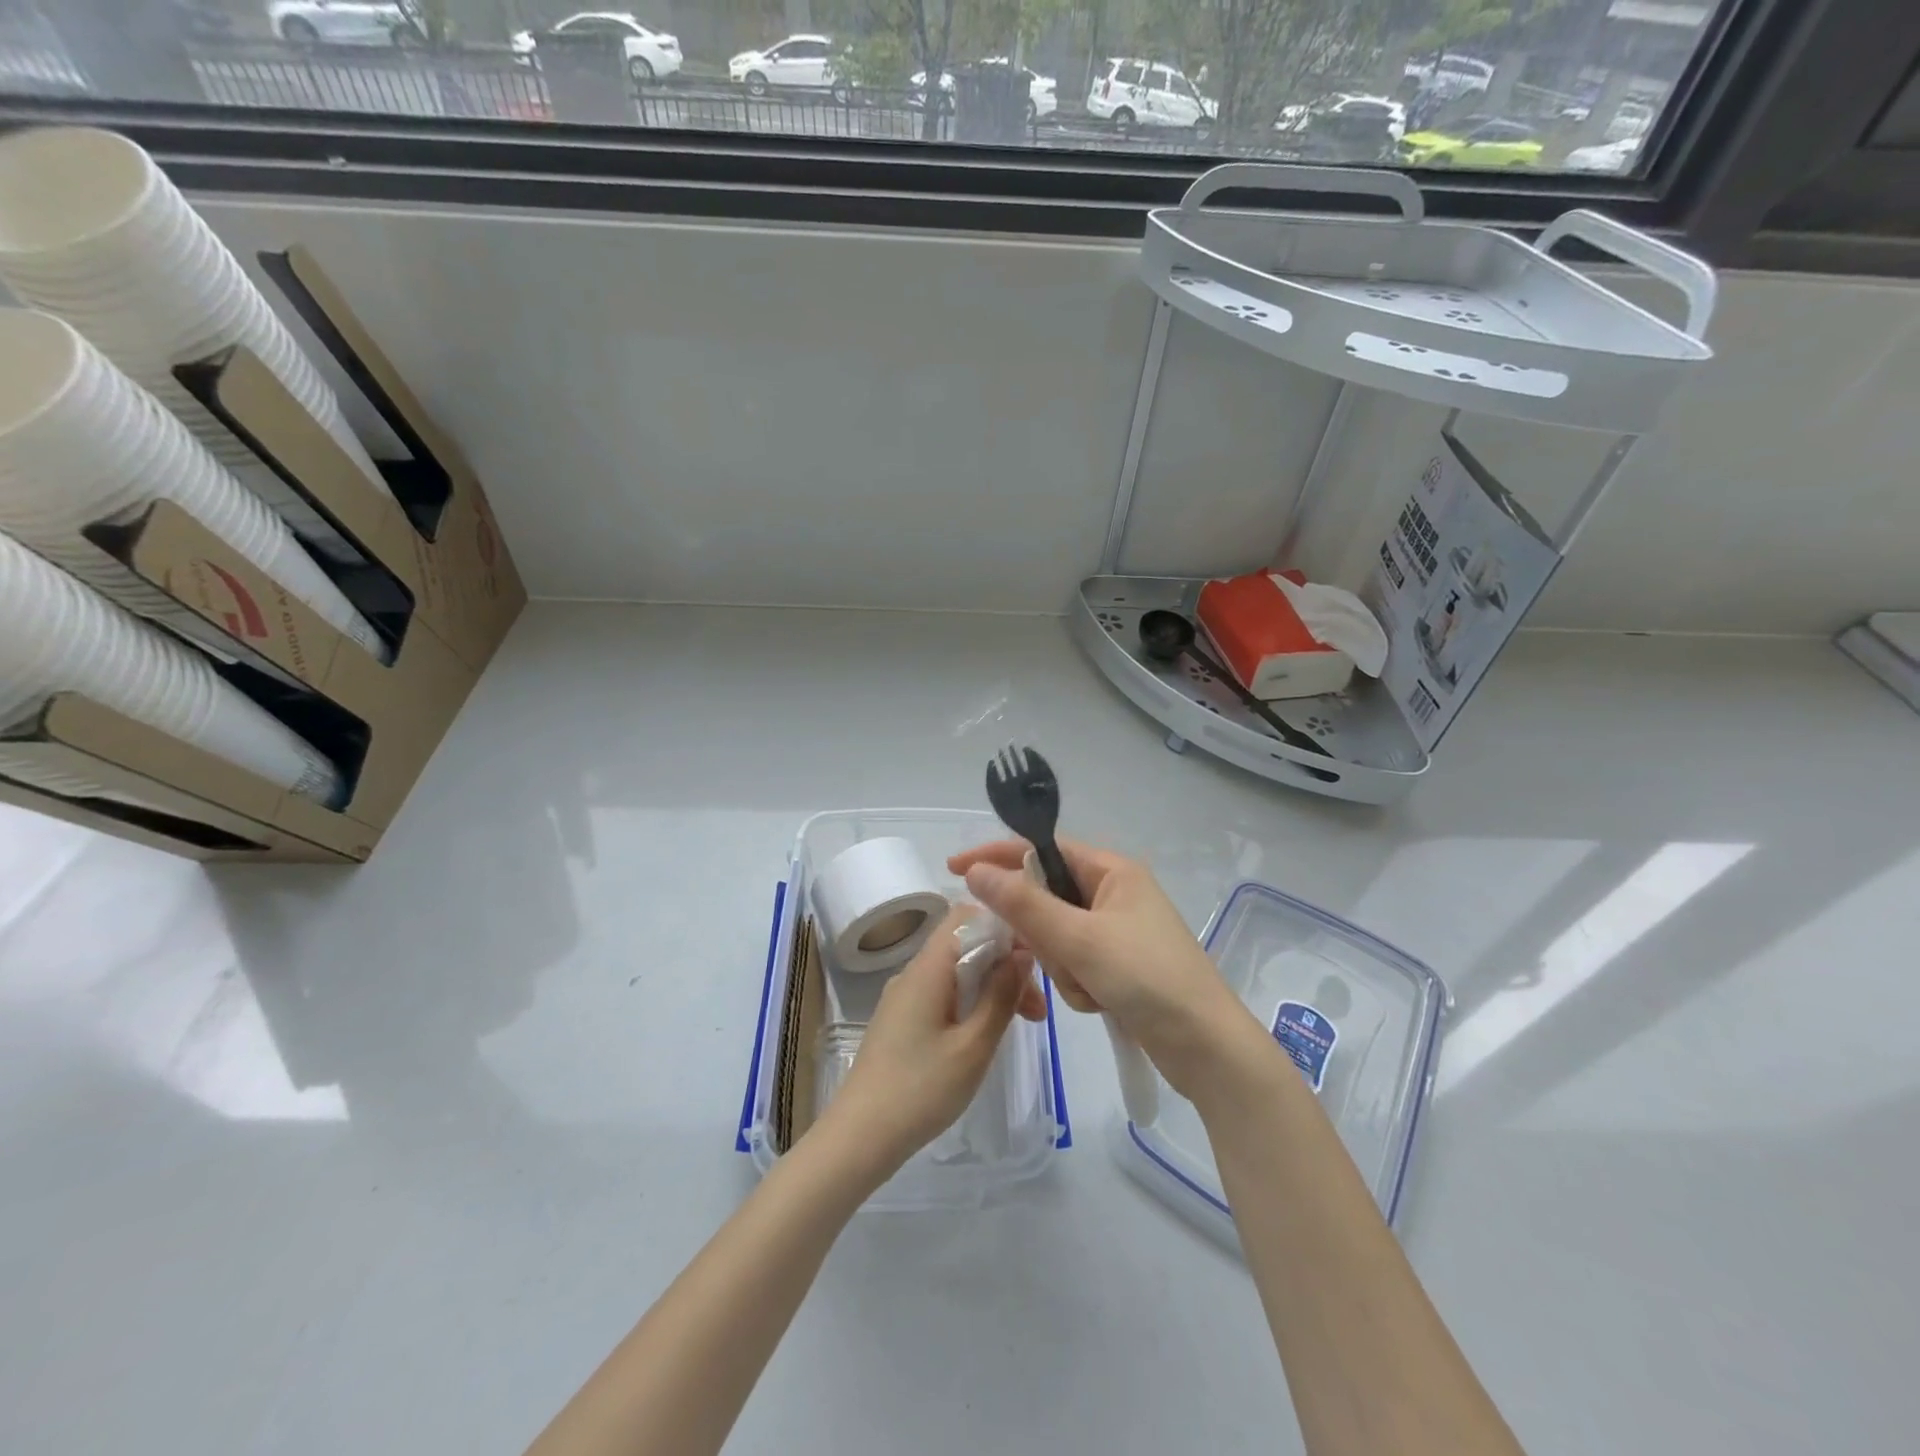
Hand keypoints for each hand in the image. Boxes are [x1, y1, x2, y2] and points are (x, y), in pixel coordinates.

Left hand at [813, 906, 1046, 1176]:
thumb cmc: (921, 1089)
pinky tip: (985, 1034)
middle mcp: (913, 972)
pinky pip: (942, 993)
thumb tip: (1023, 953)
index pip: (966, 916)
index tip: (1033, 964)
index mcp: (928, 968)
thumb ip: (1000, 995)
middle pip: (964, 945)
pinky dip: (970, 1002)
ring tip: (1022, 1024)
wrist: (859, 1137)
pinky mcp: (900, 1020)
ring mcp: (903, 997)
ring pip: (955, 972)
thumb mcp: (973, 1046)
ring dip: (990, 987)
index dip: (1003, 929)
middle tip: (1036, 1010)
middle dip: (1004, 965)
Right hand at [949, 840, 1261, 1100]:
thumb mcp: (1080, 939)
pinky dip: (1077, 984)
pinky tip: (1101, 1003)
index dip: (998, 856)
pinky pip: (1072, 964)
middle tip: (1061, 958)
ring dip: (1063, 967)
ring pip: (1055, 936)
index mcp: (1111, 870)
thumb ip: (1024, 905)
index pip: (1041, 849)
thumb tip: (976, 871)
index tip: (955, 869)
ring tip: (1092, 988)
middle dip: (1044, 934)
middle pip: (1045, 897)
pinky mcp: (1117, 965)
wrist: (1207, 1049)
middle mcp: (1112, 893)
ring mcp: (1115, 931)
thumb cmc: (1148, 978)